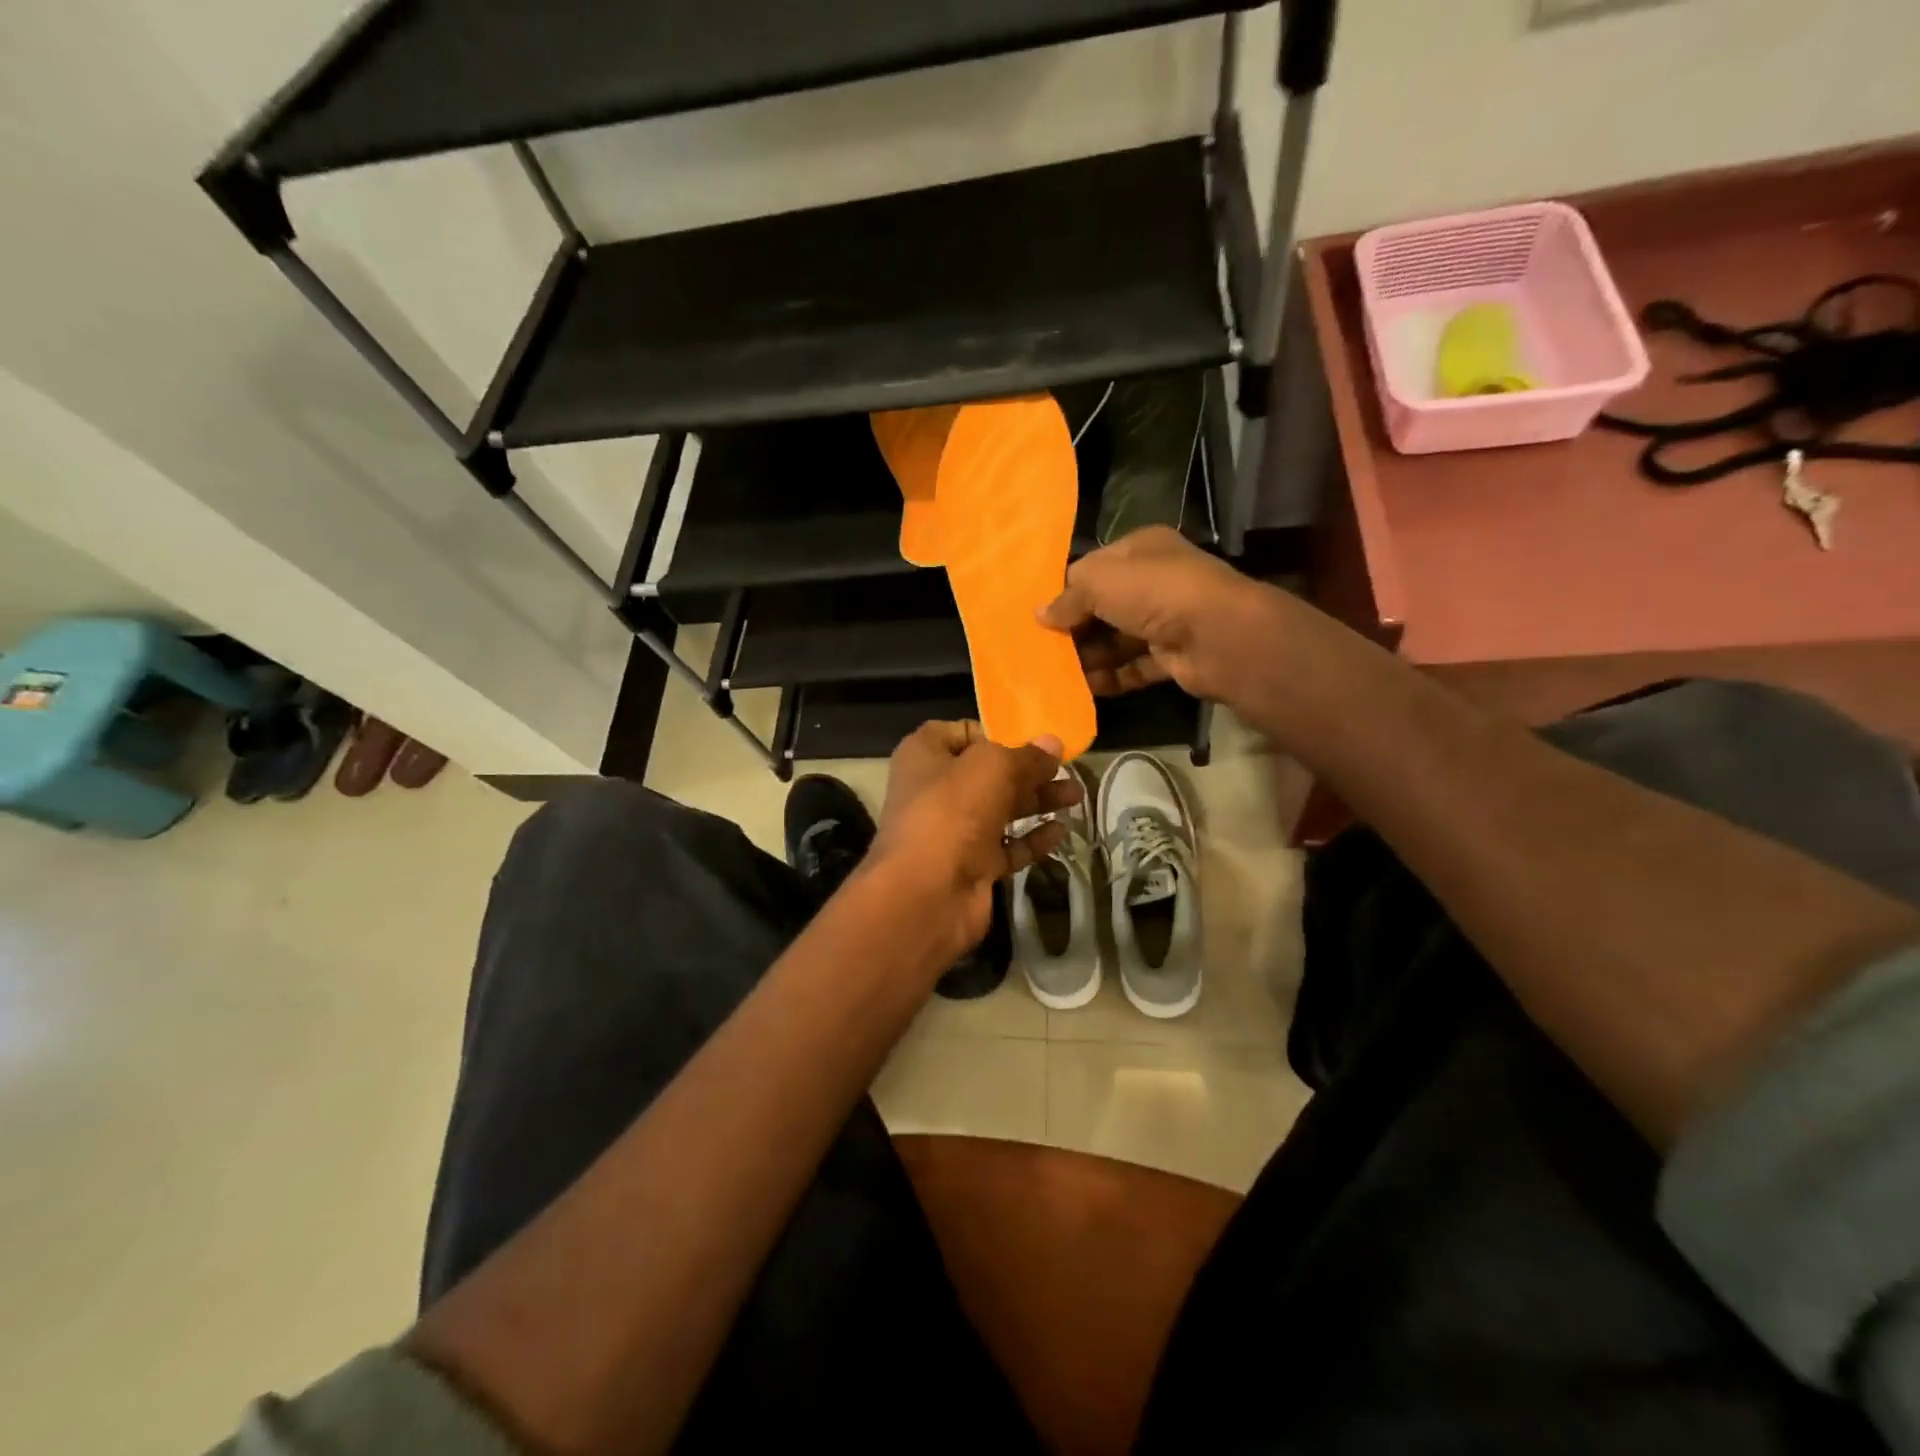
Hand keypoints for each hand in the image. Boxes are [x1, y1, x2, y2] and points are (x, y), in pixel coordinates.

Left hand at [869, 721, 1082, 960]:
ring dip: (1037, 802)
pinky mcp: (972, 866)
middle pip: (988, 773)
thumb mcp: (994, 768)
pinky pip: (1007, 847)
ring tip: (1076, 797)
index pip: (961, 733)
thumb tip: (1053, 743)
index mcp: (925, 756)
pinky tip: (1060, 831)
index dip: (996, 733)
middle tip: (1068, 769)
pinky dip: (1032, 838)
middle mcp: (936, 790)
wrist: (927, 893)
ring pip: (1001, 810)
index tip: (1032, 739)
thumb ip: (1027, 755)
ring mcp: (954, 831)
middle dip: (1029, 770)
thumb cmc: (953, 811)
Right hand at [1039, 526, 1277, 702]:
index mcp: (1142, 549)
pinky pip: (1134, 667)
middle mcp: (1156, 581)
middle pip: (1105, 606)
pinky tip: (1085, 689)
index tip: (1037, 613)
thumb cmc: (1154, 593)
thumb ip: (1067, 596)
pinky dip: (1112, 678)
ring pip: (1118, 639)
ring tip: (1056, 673)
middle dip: (1075, 627)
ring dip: (1090, 656)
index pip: (1095, 567)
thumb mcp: (1098, 581)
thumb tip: (1040, 615)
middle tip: (1041, 648)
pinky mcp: (1173, 657)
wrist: (1217, 636)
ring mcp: (1167, 620)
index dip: (1066, 588)